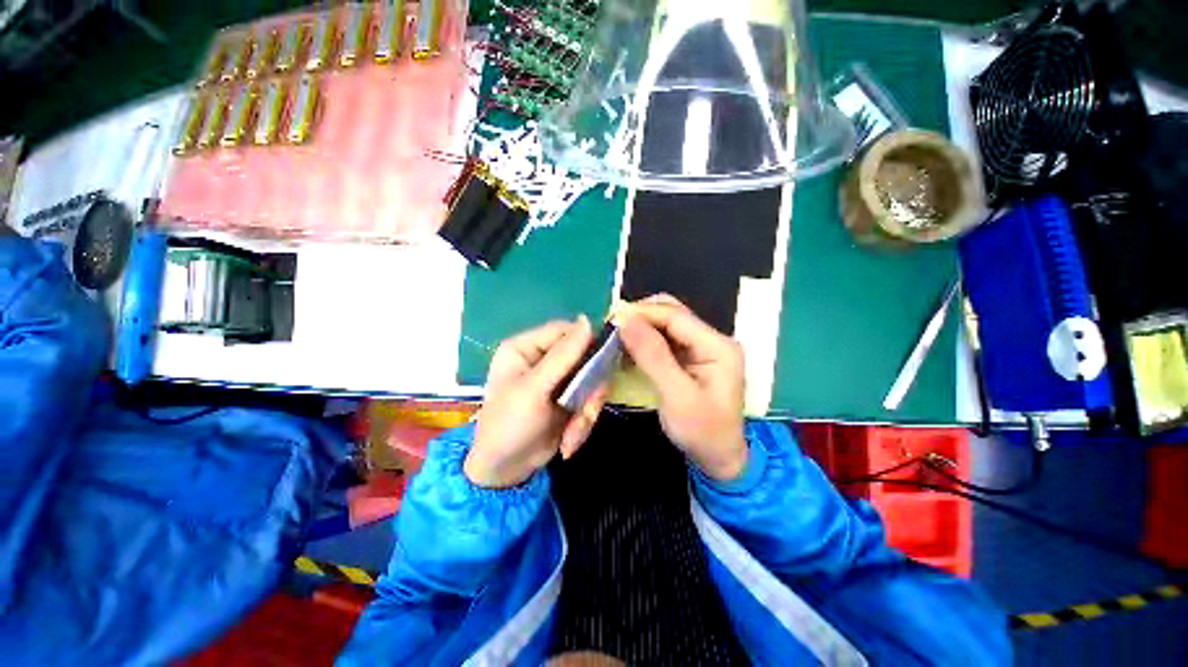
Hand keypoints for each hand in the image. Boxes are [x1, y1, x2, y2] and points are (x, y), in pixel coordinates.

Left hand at [466, 317, 608, 487]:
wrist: (505, 472)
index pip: (564, 330)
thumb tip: (587, 320)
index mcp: (526, 348)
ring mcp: (558, 381)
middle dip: (589, 388)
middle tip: (587, 410)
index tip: (601, 362)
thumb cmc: (509, 424)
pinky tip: (569, 441)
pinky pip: (589, 401)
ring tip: (573, 433)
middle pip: (583, 357)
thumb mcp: (535, 389)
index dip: (586, 342)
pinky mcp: (568, 399)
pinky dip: (583, 422)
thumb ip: (563, 356)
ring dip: (587, 410)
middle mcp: (543, 359)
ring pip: (591, 381)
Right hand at [619, 296, 747, 481]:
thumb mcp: (676, 396)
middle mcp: (712, 340)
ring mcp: (702, 347)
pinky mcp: (691, 357)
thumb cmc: (702, 432)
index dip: (643, 313)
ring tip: (616, 338)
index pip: (676, 316)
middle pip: (672, 314)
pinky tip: (628, 349)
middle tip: (613, 329)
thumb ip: (653, 356)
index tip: (613, 319)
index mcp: (717, 346)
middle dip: (641, 317)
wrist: (718, 459)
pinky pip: (664, 340)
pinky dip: (644, 341)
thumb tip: (626, 321)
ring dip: (640, 329)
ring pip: (665, 324)